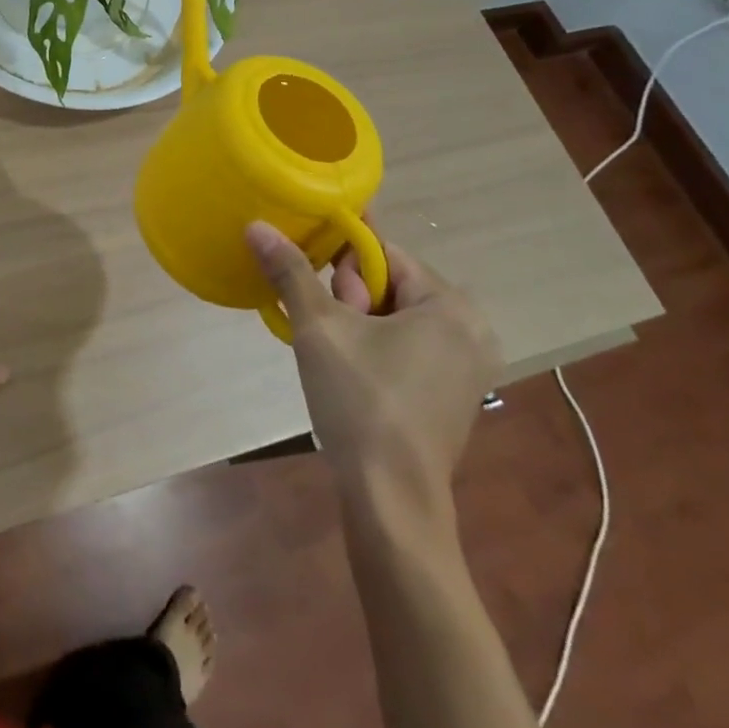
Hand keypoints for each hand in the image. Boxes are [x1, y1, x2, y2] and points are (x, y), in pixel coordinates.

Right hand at [248, 221, 501, 518]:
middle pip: (390, 284)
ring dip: (358, 325)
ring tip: (335, 357)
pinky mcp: (454, 396)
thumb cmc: (361, 402)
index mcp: (450, 305)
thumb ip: (290, 271)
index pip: (383, 253)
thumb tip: (258, 225)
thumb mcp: (319, 328)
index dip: (343, 267)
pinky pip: (408, 347)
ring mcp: (466, 367)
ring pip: (395, 317)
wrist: (391, 502)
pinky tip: (352, 375)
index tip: (322, 295)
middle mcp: (470, 329)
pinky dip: (376, 349)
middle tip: (331, 337)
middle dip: (352, 300)